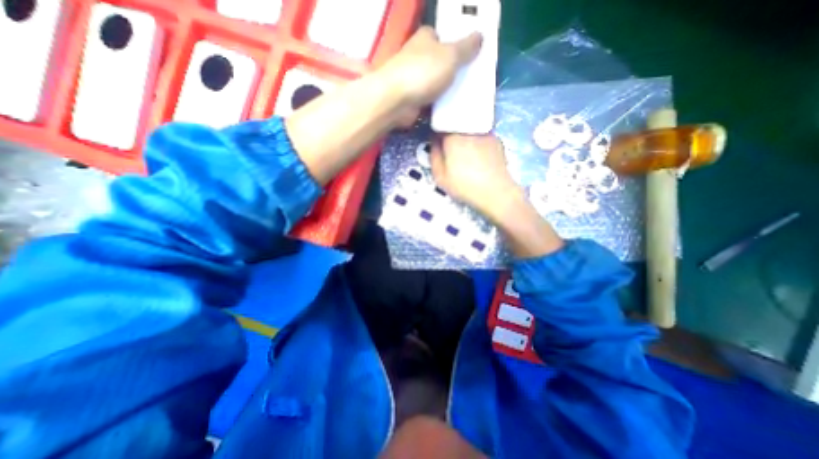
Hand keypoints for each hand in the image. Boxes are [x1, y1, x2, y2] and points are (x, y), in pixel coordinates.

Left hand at [380, 25, 480, 112]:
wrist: (396, 101)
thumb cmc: (423, 72)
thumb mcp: (450, 56)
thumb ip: (466, 47)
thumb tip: (480, 35)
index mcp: (425, 38)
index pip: (441, 37)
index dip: (454, 44)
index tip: (468, 56)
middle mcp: (417, 56)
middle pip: (439, 61)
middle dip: (452, 70)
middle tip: (470, 79)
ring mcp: (412, 79)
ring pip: (435, 83)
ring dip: (446, 90)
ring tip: (464, 96)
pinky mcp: (411, 99)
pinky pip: (430, 100)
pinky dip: (438, 104)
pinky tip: (450, 109)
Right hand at [432, 134, 567, 257]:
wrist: (496, 193)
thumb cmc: (465, 186)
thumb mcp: (440, 176)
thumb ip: (434, 155)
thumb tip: (435, 141)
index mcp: (453, 137)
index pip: (441, 124)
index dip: (437, 134)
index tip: (438, 145)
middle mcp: (469, 130)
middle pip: (456, 125)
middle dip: (451, 135)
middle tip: (451, 153)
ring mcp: (485, 133)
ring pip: (469, 130)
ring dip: (464, 139)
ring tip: (465, 157)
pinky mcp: (496, 140)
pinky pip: (481, 137)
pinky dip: (477, 143)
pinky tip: (478, 158)